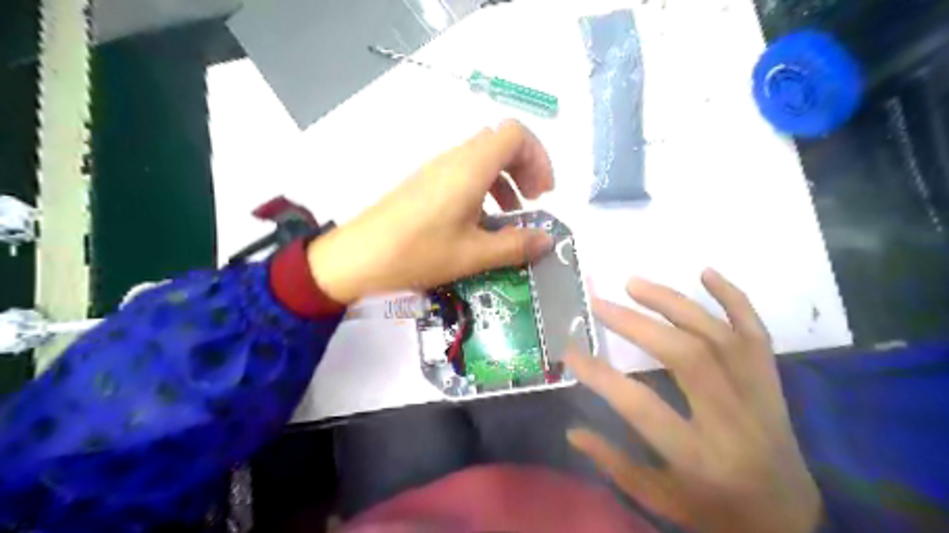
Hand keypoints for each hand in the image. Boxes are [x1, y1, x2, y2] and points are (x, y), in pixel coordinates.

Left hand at [304, 121, 557, 303]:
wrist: (357, 258)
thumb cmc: (418, 252)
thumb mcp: (473, 254)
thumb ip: (515, 245)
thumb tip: (547, 240)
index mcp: (470, 167)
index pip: (515, 134)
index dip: (538, 157)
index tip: (543, 193)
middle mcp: (454, 159)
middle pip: (500, 143)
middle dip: (525, 169)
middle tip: (533, 202)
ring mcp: (435, 170)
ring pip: (481, 159)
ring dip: (504, 181)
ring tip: (509, 217)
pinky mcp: (423, 183)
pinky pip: (462, 173)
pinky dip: (482, 190)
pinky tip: (478, 223)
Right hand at [562, 270, 823, 532]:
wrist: (791, 518)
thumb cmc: (717, 510)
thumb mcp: (660, 500)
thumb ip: (615, 464)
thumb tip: (572, 430)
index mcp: (700, 457)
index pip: (641, 406)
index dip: (600, 375)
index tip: (569, 351)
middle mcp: (733, 419)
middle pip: (686, 357)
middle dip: (636, 324)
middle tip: (599, 303)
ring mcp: (758, 394)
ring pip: (717, 335)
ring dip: (673, 302)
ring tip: (634, 283)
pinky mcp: (772, 380)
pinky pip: (756, 331)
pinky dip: (734, 297)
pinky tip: (706, 272)